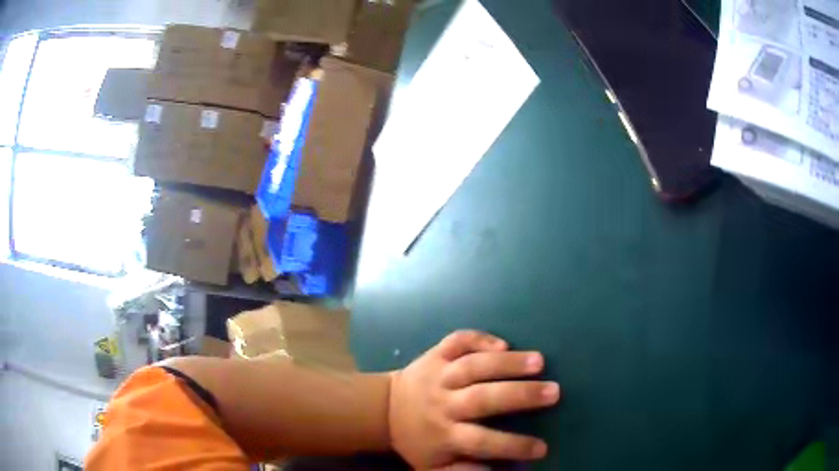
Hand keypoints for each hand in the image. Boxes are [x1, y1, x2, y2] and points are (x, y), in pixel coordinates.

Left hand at [388, 331, 559, 469]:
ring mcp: (438, 375)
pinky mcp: (434, 355)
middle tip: (554, 391)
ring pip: (473, 366)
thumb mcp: (432, 467)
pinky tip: (502, 343)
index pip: (482, 442)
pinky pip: (456, 342)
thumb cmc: (417, 441)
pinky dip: (478, 338)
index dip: (512, 446)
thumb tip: (494, 470)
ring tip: (539, 361)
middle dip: (521, 395)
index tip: (543, 448)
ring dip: (507, 363)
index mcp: (443, 434)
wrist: (382, 410)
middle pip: (483, 398)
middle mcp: (443, 403)